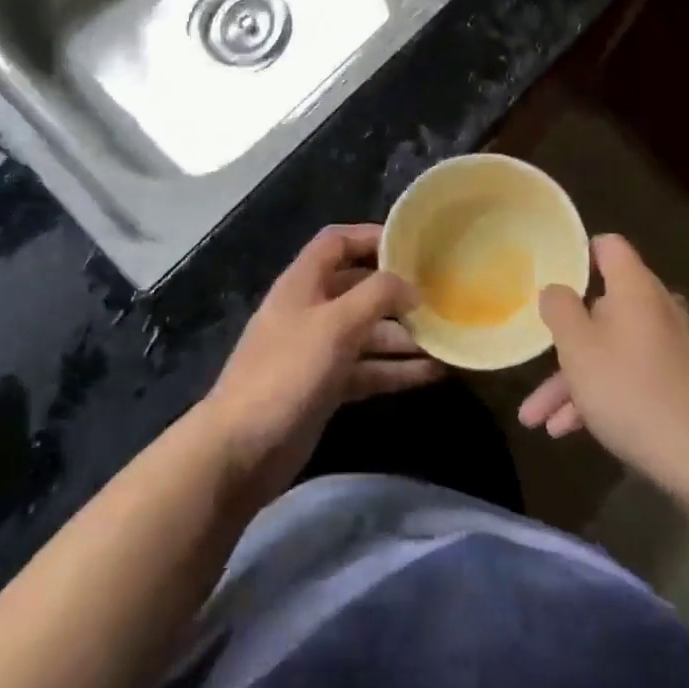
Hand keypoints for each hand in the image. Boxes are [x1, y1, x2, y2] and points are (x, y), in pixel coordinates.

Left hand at [199, 224, 442, 504]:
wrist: (240, 451)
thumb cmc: (288, 372)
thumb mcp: (337, 324)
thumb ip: (377, 296)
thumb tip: (411, 286)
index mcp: (303, 282)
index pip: (337, 242)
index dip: (371, 237)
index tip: (413, 247)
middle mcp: (311, 310)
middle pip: (359, 288)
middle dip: (397, 292)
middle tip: (440, 296)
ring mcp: (318, 350)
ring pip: (368, 332)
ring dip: (404, 335)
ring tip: (448, 339)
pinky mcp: (326, 387)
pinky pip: (367, 369)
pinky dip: (396, 370)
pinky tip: (433, 373)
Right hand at [518, 234, 688, 501]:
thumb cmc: (631, 391)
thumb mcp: (578, 348)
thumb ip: (559, 309)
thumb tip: (555, 288)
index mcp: (637, 288)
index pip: (609, 247)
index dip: (578, 253)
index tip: (552, 274)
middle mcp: (659, 309)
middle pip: (603, 307)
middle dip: (566, 339)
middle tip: (537, 358)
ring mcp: (674, 348)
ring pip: (613, 349)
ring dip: (575, 379)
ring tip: (538, 417)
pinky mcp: (681, 384)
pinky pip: (632, 376)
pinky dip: (601, 395)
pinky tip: (570, 430)